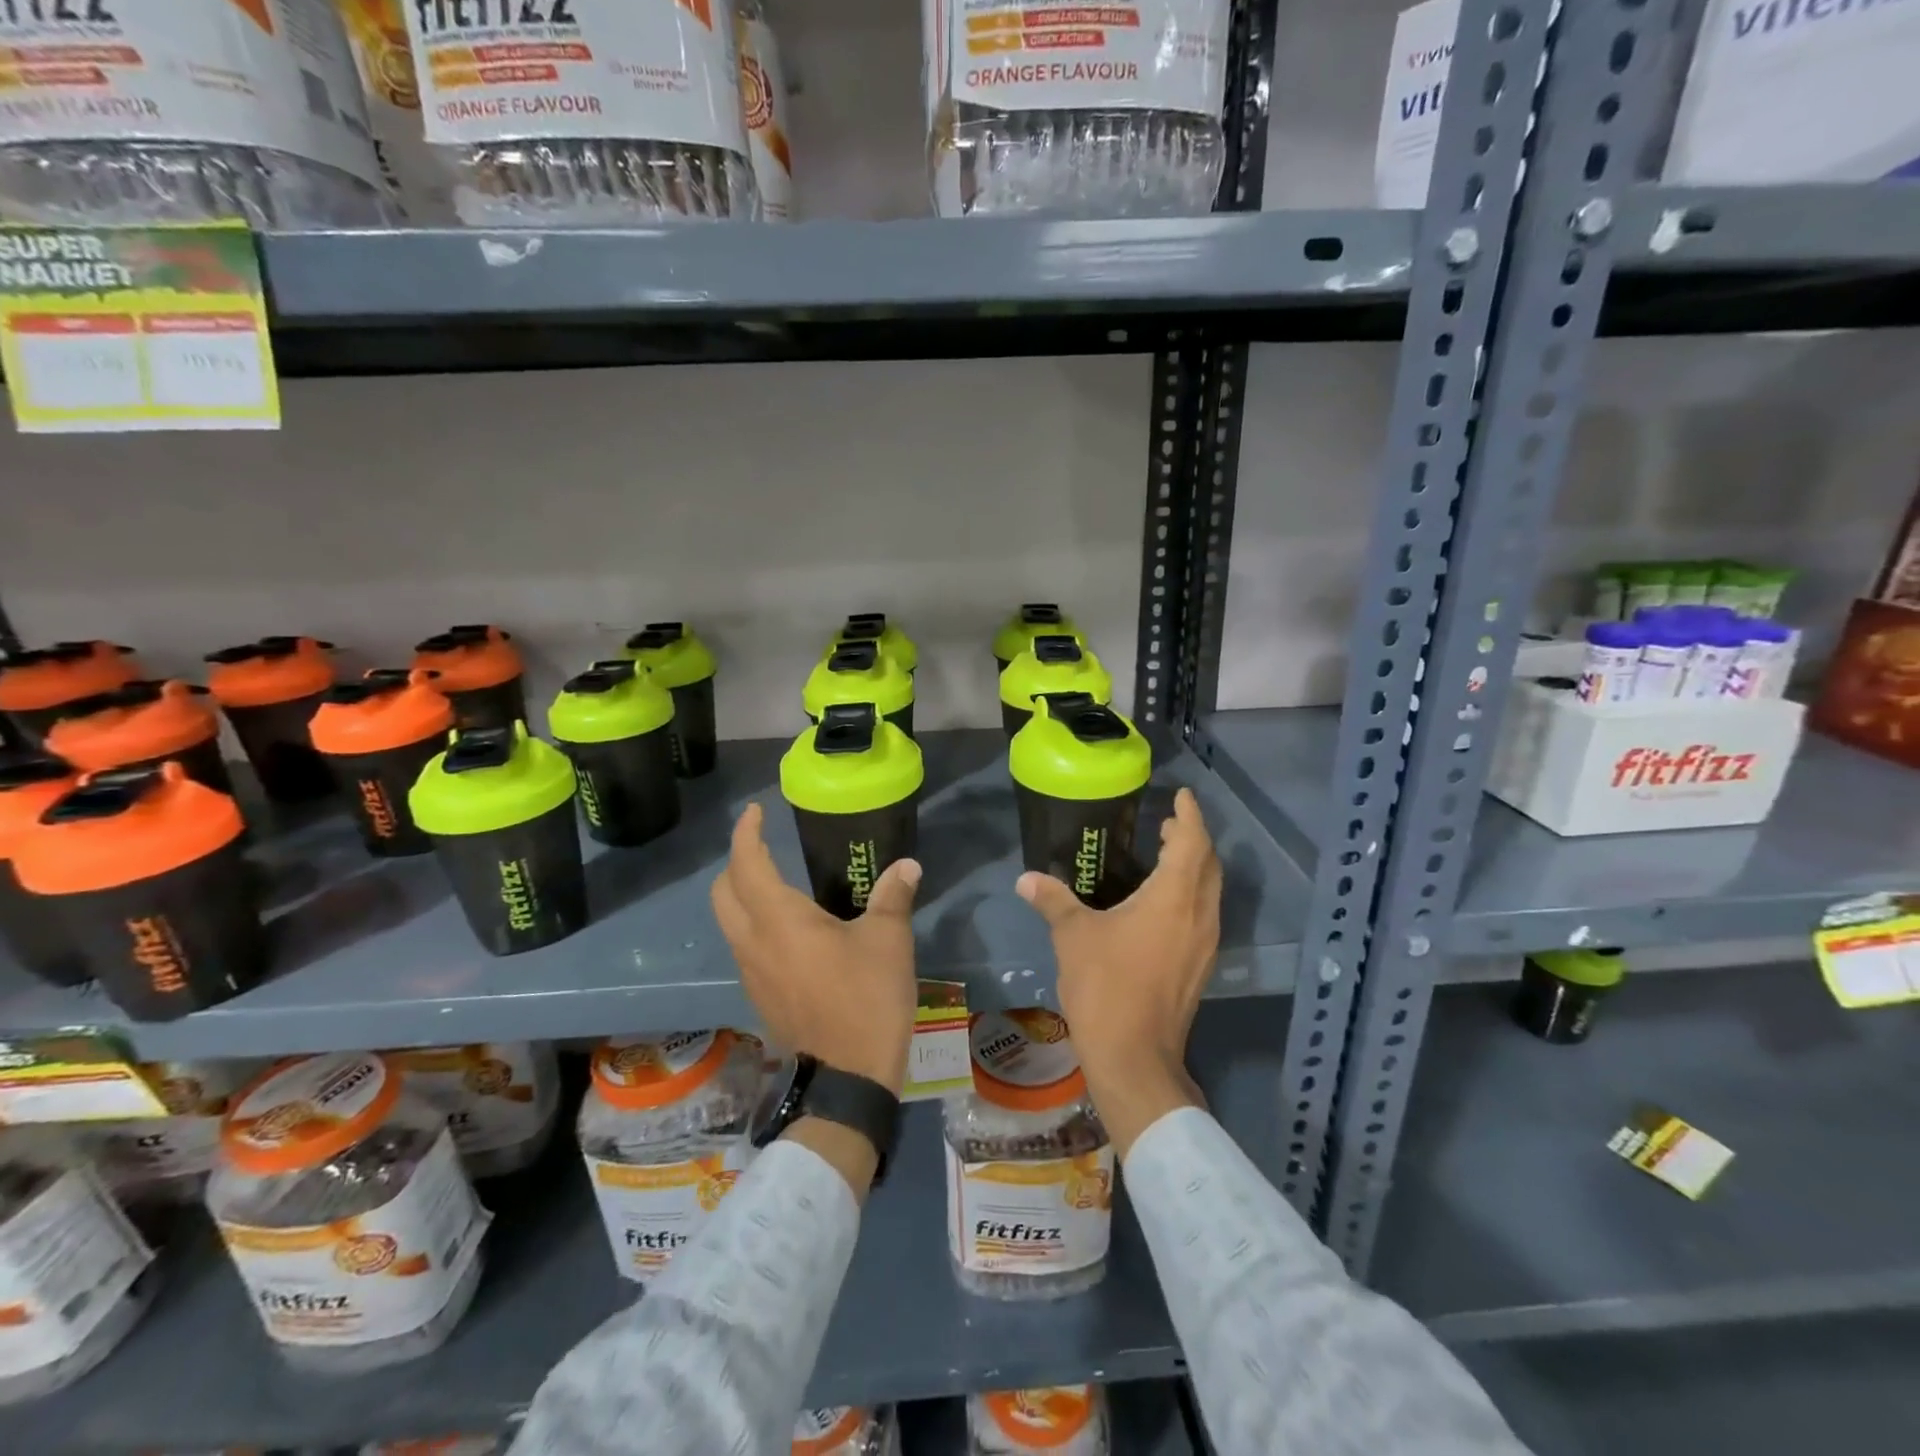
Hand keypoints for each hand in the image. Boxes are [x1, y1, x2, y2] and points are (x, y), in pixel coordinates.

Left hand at [710, 802, 920, 1096]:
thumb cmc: (867, 999)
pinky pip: (745, 948)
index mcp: (780, 921)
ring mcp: (751, 974)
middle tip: (765, 848)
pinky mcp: (759, 997)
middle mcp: (753, 944)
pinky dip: (755, 926)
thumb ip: (893, 897)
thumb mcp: (888, 941)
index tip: (756, 812)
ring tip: (780, 886)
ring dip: (743, 897)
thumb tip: (906, 866)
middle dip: (737, 863)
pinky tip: (791, 933)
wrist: (848, 1078)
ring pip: (729, 923)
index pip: (747, 865)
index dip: (746, 833)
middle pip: (722, 893)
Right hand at [1017, 787, 1221, 1157]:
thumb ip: (1053, 900)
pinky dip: (1190, 894)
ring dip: (1193, 868)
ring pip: (1210, 891)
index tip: (1180, 796)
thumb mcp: (1073, 936)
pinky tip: (1163, 903)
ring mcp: (1205, 944)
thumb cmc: (1106, 986)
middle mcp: (1199, 915)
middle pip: (1208, 865)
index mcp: (1174, 898)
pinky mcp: (1200, 967)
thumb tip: (1026, 878)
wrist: (1135, 1056)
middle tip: (1167, 825)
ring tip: (1165, 856)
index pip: (1193, 843)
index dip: (1189, 816)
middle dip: (1192, 839)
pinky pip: (1204, 914)